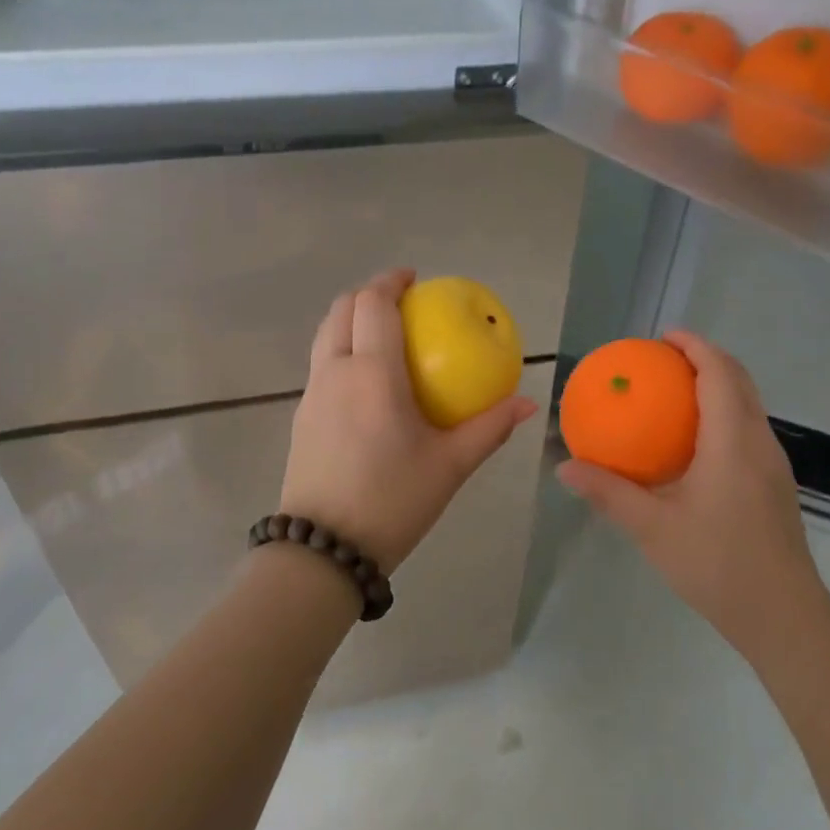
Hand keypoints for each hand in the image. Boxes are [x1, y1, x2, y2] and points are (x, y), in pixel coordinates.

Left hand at [278, 269, 537, 572]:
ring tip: (384, 334)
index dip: (390, 281)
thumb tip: (527, 403)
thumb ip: (489, 429)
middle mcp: (335, 372)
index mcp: (372, 373)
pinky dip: (342, 349)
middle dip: (368, 294)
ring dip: (351, 320)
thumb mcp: (450, 466)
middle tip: (401, 301)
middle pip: (341, 310)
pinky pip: (322, 364)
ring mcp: (311, 394)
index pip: (373, 305)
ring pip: (325, 336)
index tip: (414, 278)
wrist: (323, 550)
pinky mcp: (302, 418)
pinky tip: (368, 381)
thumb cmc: (392, 500)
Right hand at [555, 330, 825, 648]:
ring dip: (718, 385)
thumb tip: (565, 467)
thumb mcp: (653, 529)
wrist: (783, 615)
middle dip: (706, 359)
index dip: (695, 346)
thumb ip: (609, 493)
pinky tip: (694, 444)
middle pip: (739, 380)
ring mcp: (773, 464)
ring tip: (676, 393)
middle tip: (665, 359)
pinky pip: (749, 429)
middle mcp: (759, 442)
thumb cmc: (718, 565)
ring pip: (748, 404)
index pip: (719, 374)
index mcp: (733, 442)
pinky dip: (724, 413)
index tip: (664, 337)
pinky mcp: (775, 484)